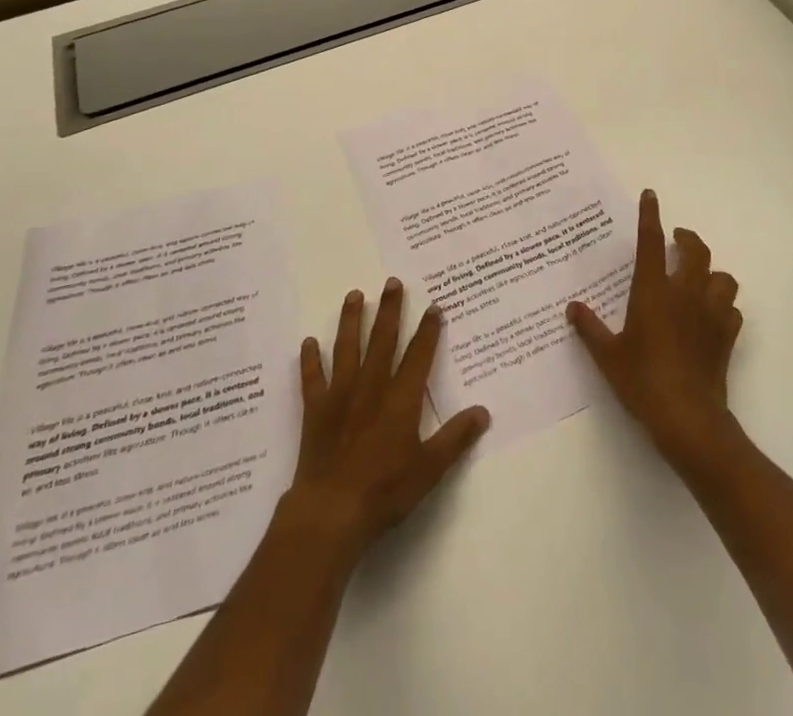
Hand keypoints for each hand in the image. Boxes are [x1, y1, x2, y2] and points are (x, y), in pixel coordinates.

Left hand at [285, 279, 490, 560]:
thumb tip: (484, 411)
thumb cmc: (385, 491)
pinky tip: (308, 342)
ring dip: (351, 320)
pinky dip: (310, 360)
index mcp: (401, 399)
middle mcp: (371, 387)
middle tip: (392, 282)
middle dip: (389, 310)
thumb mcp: (430, 468)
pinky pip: (312, 379)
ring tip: (354, 295)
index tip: (434, 306)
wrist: (331, 511)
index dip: (428, 330)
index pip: (419, 355)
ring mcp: (340, 395)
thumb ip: (456, 438)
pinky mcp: (315, 411)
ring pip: (347, 348)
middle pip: (382, 340)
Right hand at [567, 189, 743, 467]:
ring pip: (723, 277)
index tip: (650, 195)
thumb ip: (590, 328)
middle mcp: (684, 294)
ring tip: (698, 278)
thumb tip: (572, 308)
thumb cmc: (643, 382)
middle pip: (696, 251)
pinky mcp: (726, 337)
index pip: (651, 242)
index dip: (650, 215)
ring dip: (711, 272)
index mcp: (653, 291)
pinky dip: (724, 305)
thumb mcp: (607, 356)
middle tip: (677, 240)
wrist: (688, 419)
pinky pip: (733, 310)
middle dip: (688, 239)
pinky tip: (712, 315)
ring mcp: (710, 314)